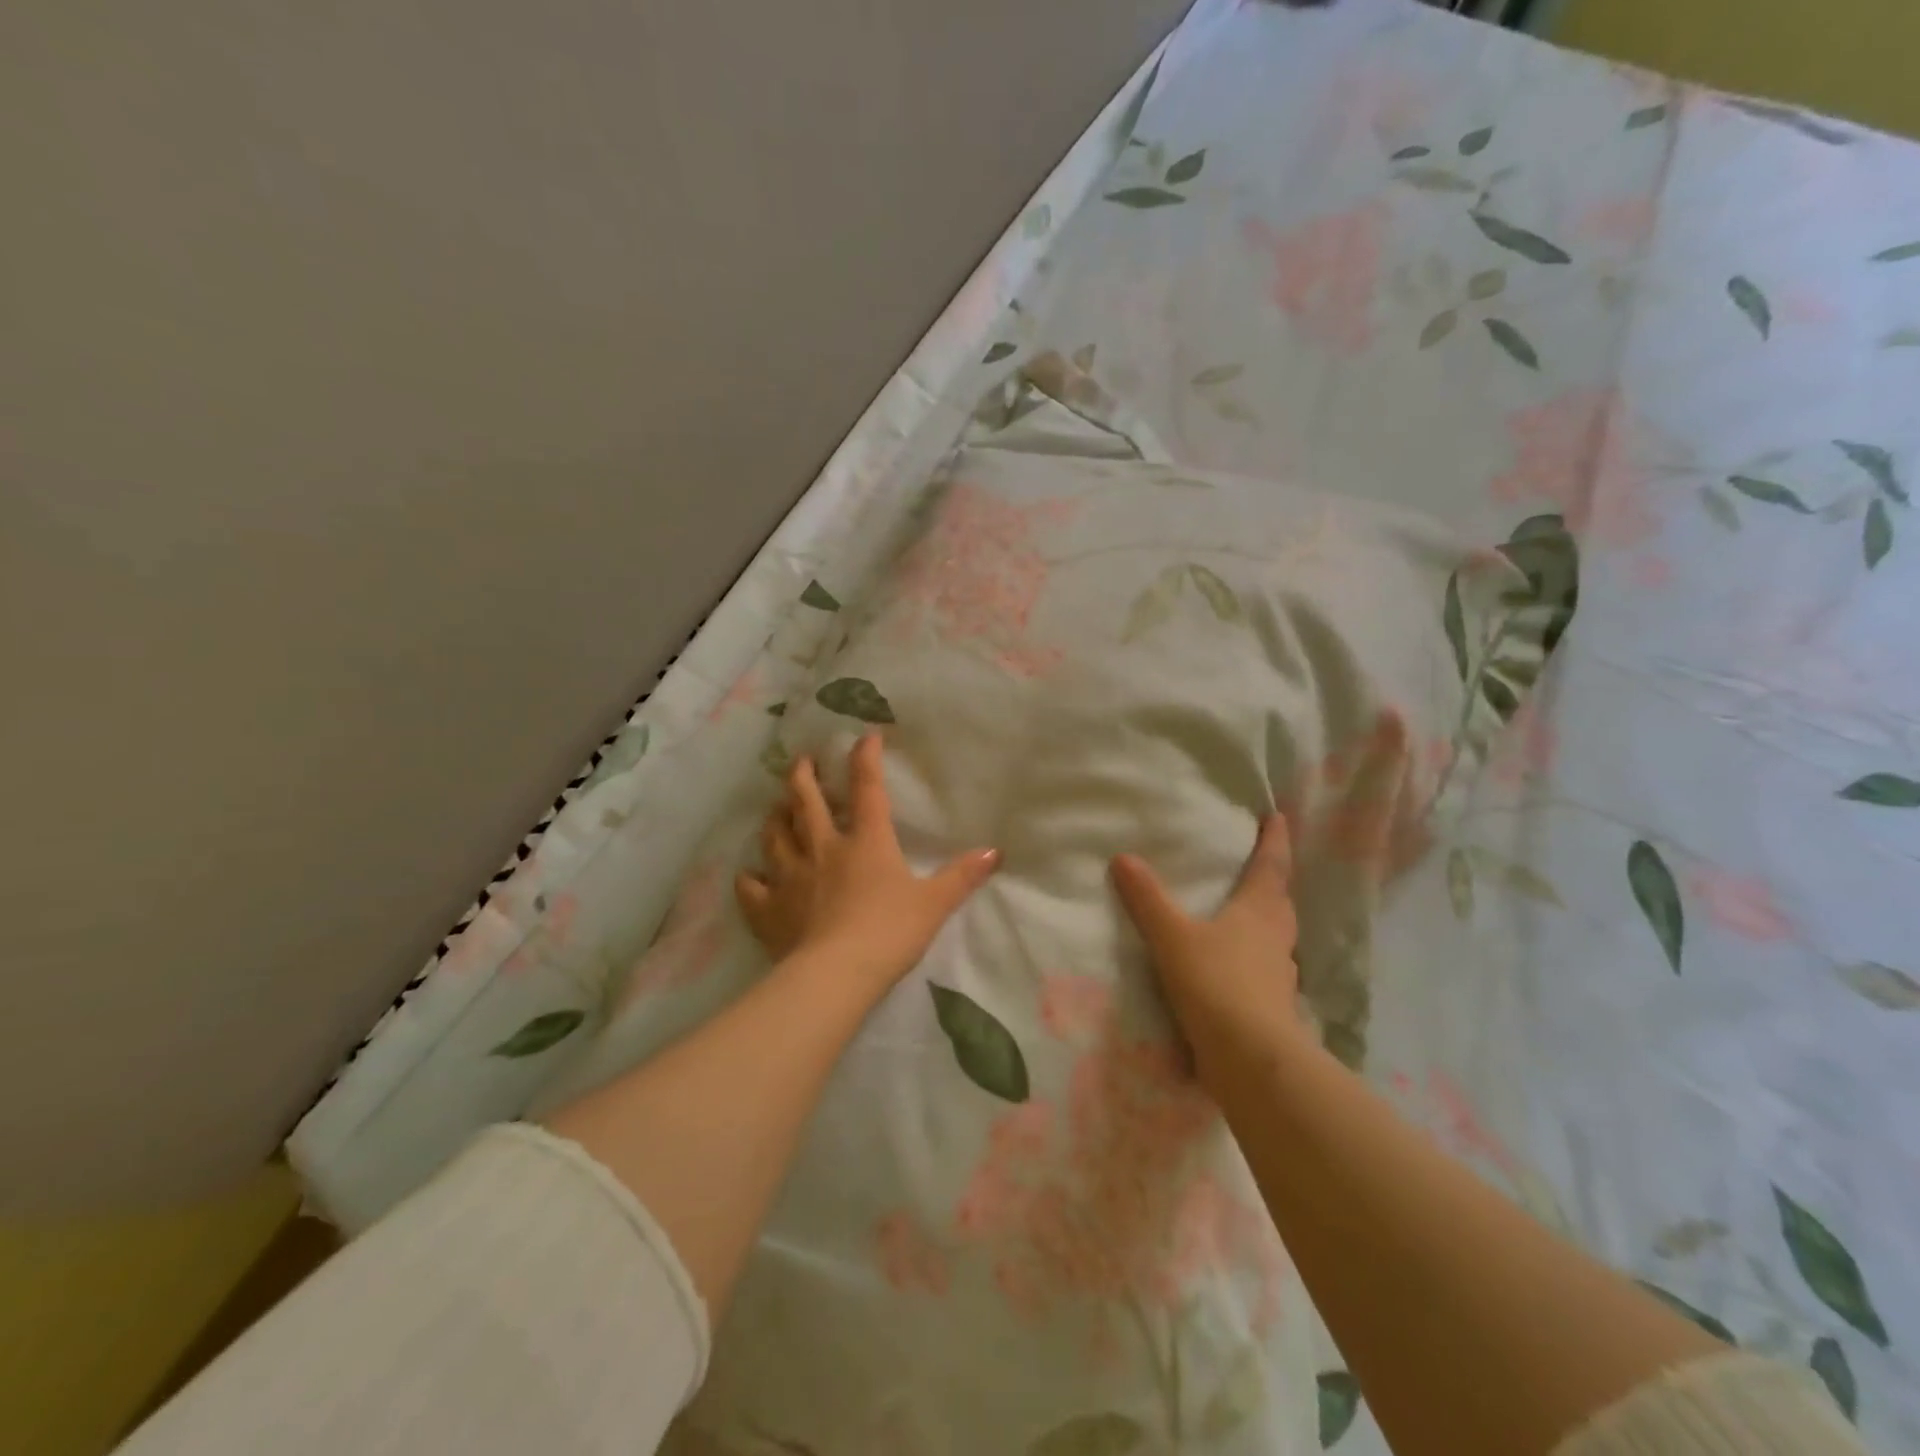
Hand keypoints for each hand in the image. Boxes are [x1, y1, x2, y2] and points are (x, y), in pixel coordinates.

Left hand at [736, 735, 999, 997]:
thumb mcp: (934, 903)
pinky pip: (751, 887)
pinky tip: (749, 876)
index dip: (866, 758)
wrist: (836, 974)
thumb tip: (995, 852)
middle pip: (806, 801)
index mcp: (866, 841)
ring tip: (775, 806)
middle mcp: (823, 848)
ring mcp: (790, 876)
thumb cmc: (890, 932)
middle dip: (803, 775)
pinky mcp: (768, 908)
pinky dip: (749, 879)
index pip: (867, 788)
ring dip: (775, 816)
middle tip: (801, 761)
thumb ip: (962, 876)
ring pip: (774, 835)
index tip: (864, 737)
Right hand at [1110, 813, 1302, 1077]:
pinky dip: (1254, 960)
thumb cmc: (1216, 983)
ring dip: (1265, 922)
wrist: (1249, 1059)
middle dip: (1272, 881)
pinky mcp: (1273, 1007)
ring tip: (1244, 916)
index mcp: (1259, 911)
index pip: (1272, 865)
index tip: (1278, 817)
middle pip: (1279, 901)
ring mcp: (1279, 975)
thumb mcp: (1172, 936)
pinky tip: (1234, 968)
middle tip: (1259, 866)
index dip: (1274, 840)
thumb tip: (1123, 857)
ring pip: (1276, 938)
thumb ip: (1148, 899)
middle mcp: (1276, 938)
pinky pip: (1265, 971)